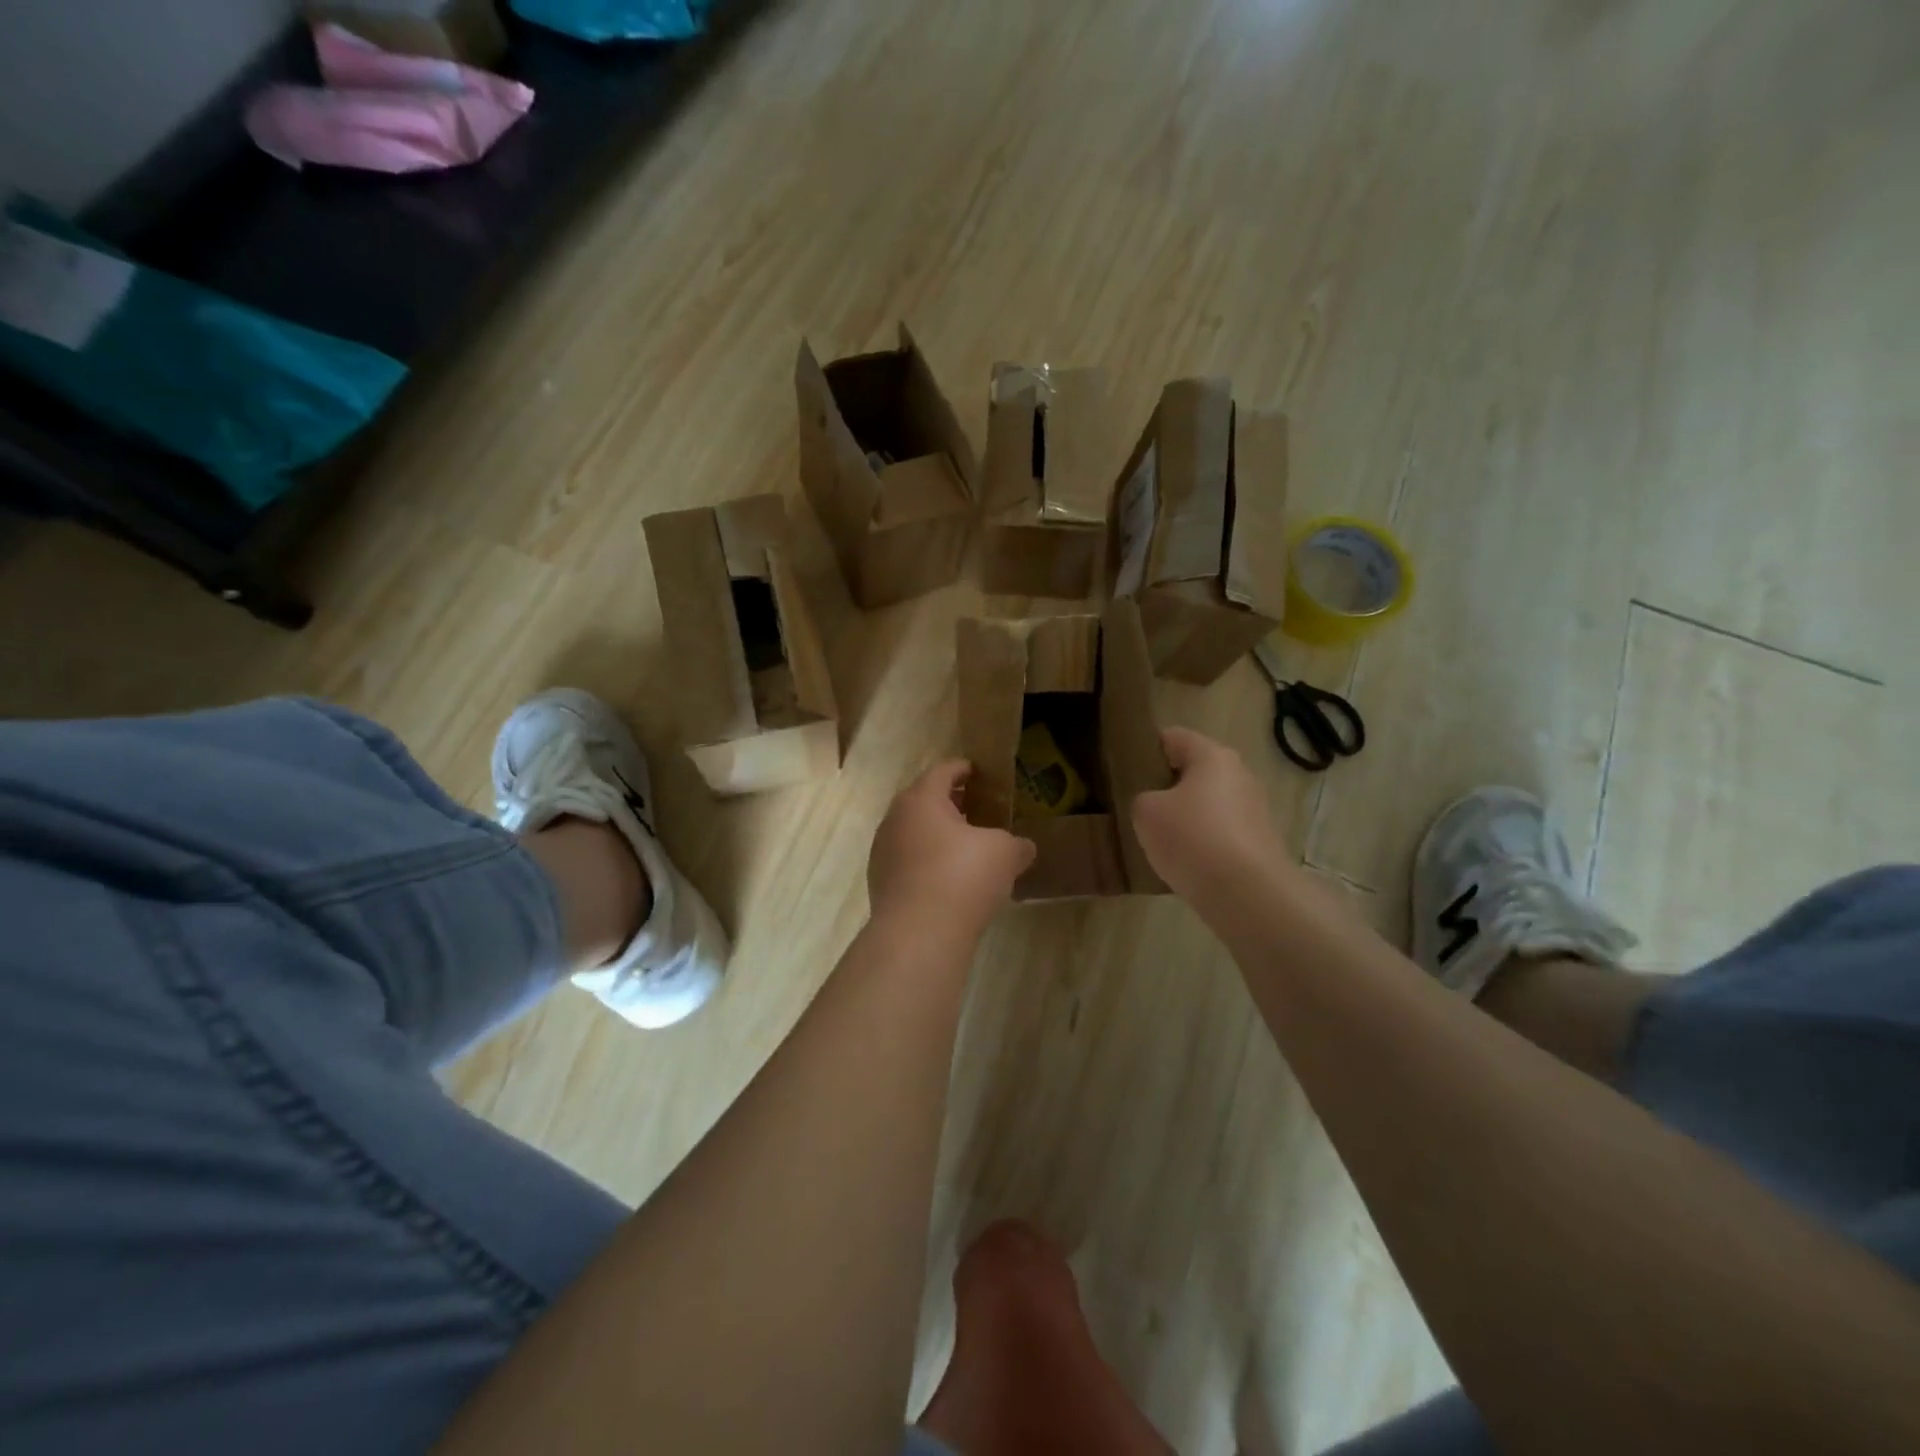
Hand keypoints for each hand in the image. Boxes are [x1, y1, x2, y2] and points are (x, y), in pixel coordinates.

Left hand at [869, 761, 1036, 934]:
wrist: (918, 935)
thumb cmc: (962, 877)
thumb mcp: (1004, 853)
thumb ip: (1016, 843)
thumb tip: (1023, 848)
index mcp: (921, 800)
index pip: (943, 771)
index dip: (964, 768)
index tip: (979, 772)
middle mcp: (895, 820)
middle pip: (924, 801)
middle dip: (951, 803)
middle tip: (978, 810)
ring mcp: (883, 853)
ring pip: (914, 833)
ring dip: (938, 835)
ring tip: (966, 848)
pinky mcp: (881, 884)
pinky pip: (909, 862)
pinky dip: (928, 862)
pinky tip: (950, 881)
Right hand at [1131, 728, 1293, 903]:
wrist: (1248, 894)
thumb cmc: (1192, 838)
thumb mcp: (1146, 812)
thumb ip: (1143, 798)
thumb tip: (1157, 804)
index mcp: (1213, 756)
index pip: (1173, 737)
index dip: (1146, 748)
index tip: (1125, 768)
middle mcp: (1239, 775)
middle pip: (1194, 770)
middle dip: (1167, 784)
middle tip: (1138, 803)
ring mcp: (1254, 809)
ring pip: (1208, 803)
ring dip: (1185, 815)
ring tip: (1157, 837)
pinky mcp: (1259, 842)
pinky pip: (1220, 832)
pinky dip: (1202, 841)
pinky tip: (1184, 861)